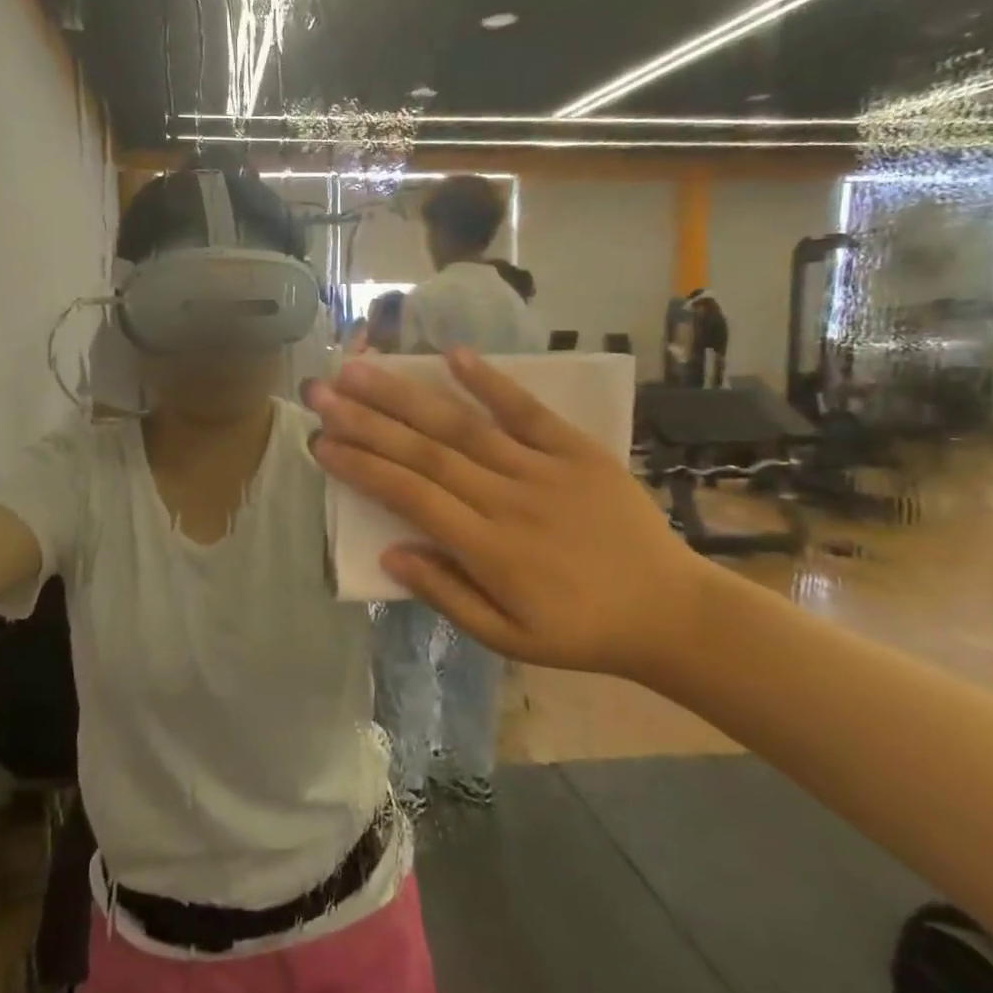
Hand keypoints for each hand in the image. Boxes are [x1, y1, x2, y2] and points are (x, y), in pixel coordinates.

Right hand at [304, 351, 717, 678]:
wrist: (672, 612)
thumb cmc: (580, 630)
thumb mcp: (507, 637)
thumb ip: (446, 594)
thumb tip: (389, 553)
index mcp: (488, 550)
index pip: (410, 496)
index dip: (361, 467)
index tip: (320, 442)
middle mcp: (507, 500)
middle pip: (425, 452)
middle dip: (366, 420)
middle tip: (321, 391)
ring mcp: (544, 470)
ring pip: (462, 426)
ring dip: (407, 395)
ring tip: (362, 369)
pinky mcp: (577, 450)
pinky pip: (528, 410)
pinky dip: (491, 381)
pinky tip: (454, 355)